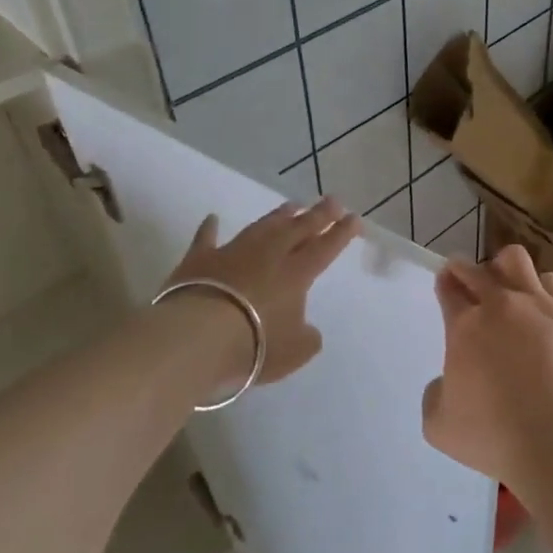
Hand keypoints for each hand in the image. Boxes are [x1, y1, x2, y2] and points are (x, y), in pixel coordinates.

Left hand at [160, 198, 361, 393]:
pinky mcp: (199, 260)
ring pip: (261, 227)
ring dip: (278, 215)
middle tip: (332, 200)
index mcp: (296, 274)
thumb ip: (307, 338)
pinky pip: (206, 239)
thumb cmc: (255, 345)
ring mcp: (233, 253)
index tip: (354, 217)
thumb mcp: (294, 352)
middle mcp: (268, 256)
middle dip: (318, 214)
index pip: (325, 248)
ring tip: (292, 205)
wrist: (198, 337)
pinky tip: (212, 218)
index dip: (341, 233)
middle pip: (298, 229)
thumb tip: (307, 329)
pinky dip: (209, 229)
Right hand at [421, 244, 552, 495]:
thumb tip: (449, 381)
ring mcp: (538, 306)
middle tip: (465, 281)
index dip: (444, 283)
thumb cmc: (493, 435)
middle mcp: (500, 305)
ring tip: (506, 286)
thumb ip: (435, 394)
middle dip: (465, 270)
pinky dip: (540, 287)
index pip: (449, 288)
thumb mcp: (439, 425)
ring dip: (504, 269)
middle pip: (477, 269)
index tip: (445, 285)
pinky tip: (540, 306)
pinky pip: (552, 282)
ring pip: (516, 260)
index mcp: (465, 326)